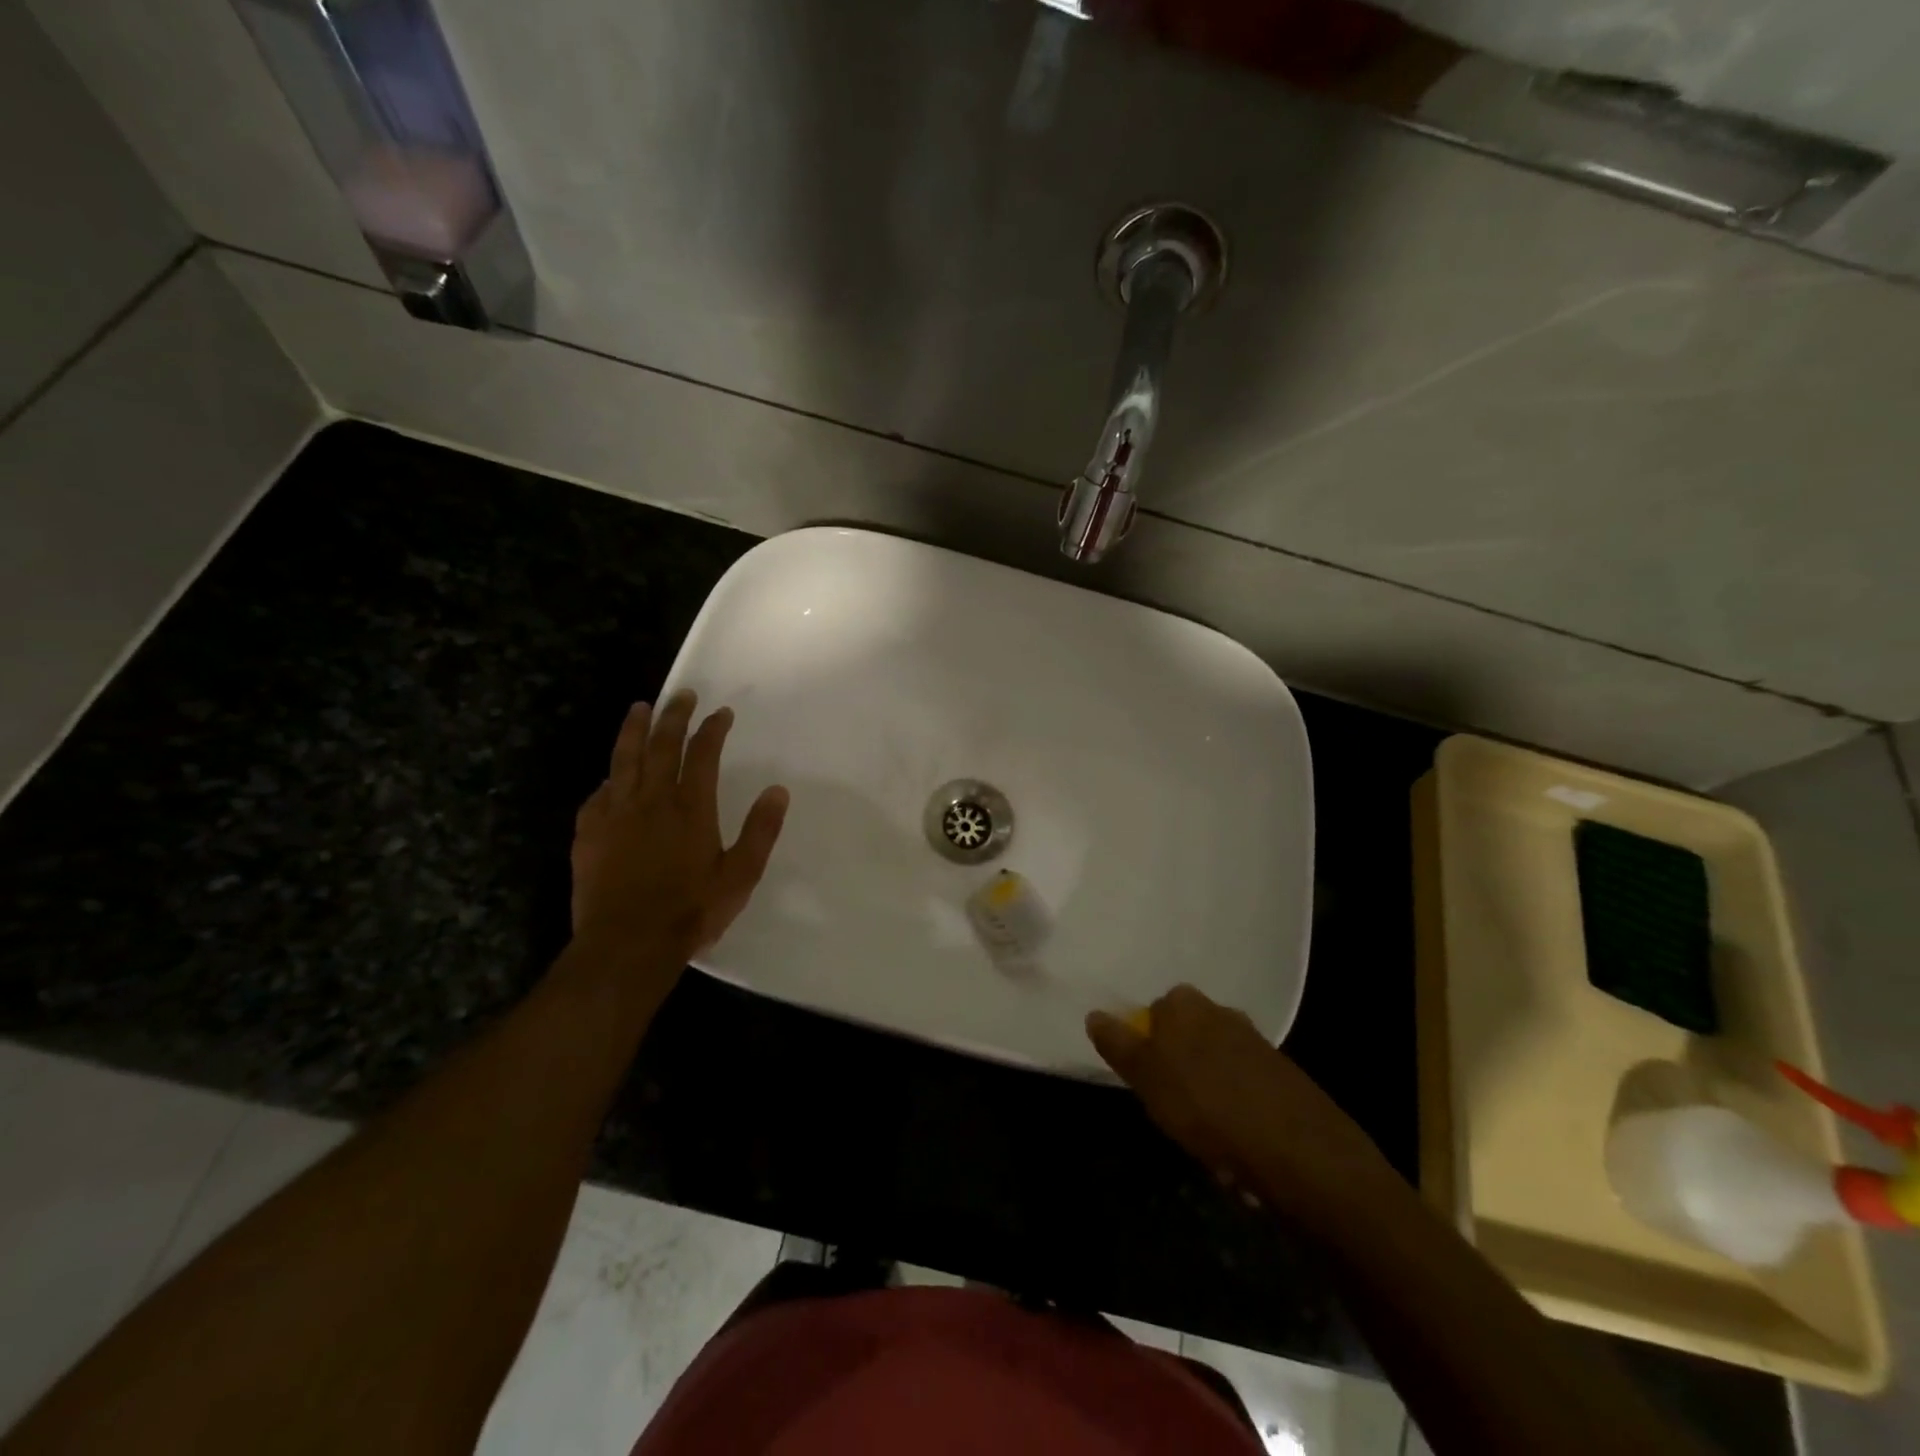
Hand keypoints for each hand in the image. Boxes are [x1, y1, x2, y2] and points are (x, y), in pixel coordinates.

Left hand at [570, 691, 788, 963]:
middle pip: (662, 746)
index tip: (721, 713)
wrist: (627, 945)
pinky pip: (597, 795)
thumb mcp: (740, 875)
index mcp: (691, 807)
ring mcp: (615, 814)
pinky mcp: (589, 833)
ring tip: (639, 709)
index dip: (712, 729)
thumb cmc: (690, 911)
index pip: (702, 754)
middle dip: (673, 716)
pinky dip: (608, 779)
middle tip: (681, 695)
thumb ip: (761, 830)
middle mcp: (652, 800)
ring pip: (624, 760)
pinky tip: (610, 777)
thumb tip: (778, 790)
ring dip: (634, 730)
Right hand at [1087, 985, 1393, 1222]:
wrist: (1301, 1153)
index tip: (1146, 1085)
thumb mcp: (1148, 1078)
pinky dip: (1235, 1105)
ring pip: (1214, 1060)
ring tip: (1206, 1133)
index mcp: (1185, 1005)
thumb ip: (1119, 1045)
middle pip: (1184, 1036)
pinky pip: (1243, 1085)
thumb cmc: (1208, 1109)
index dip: (1145, 1050)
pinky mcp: (1282, 1074)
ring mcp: (1256, 1042)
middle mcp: (1221, 1012)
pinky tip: (1238, 1140)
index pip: (1151, 1015)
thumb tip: (1094, 1014)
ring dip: (1206, 1088)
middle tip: (1171, 1109)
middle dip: (1176, 1066)